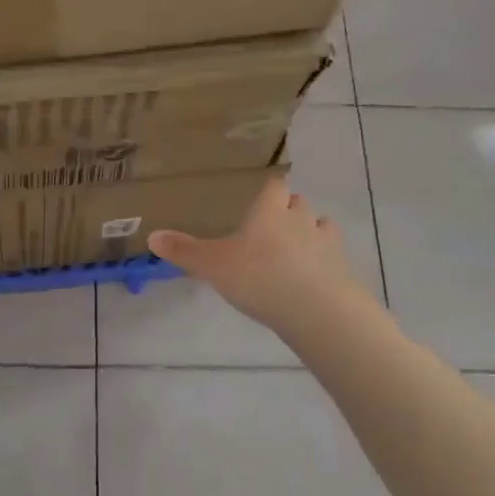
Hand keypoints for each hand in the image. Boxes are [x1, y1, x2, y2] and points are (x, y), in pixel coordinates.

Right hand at [148, 176, 369, 335]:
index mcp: (269, 211)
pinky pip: (333, 256)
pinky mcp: (342, 267)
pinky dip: (323, 262)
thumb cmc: (258, 277)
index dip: (269, 193)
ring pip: (320, 226)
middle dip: (288, 212)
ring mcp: (325, 242)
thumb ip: (183, 251)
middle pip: (298, 203)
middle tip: (271, 231)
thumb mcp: (212, 265)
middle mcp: (300, 218)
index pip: (275, 186)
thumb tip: (152, 236)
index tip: (260, 203)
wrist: (314, 308)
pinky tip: (312, 278)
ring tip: (294, 254)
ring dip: (310, 234)